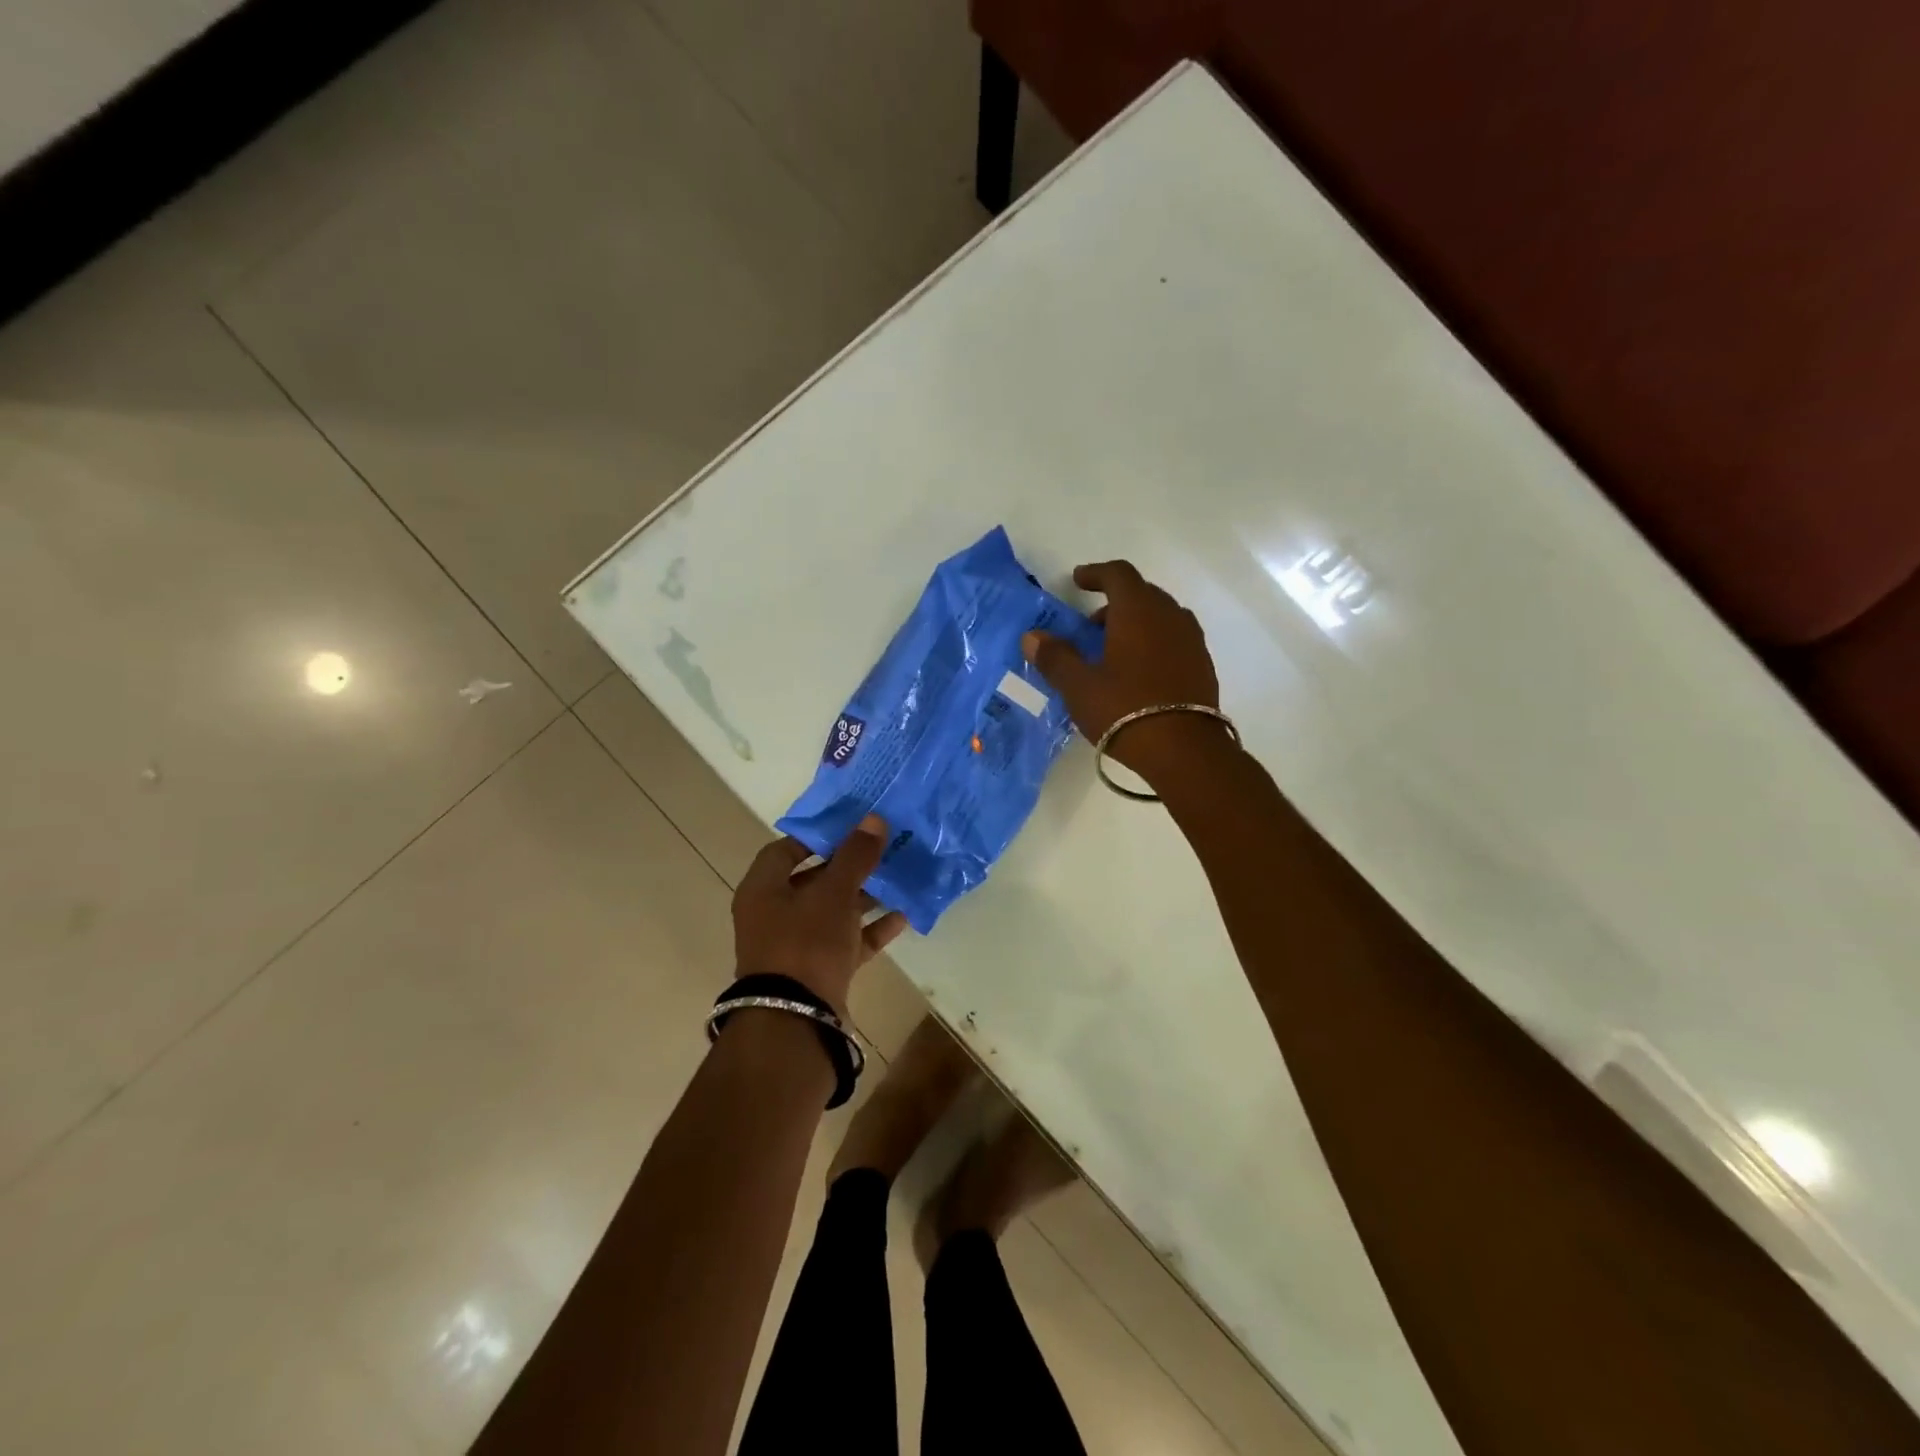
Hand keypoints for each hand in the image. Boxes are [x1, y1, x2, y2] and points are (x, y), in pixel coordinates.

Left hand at [732, 815, 907, 1012]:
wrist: (796, 1021)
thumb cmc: (805, 943)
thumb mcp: (833, 893)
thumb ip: (855, 856)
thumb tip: (874, 819)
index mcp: (762, 890)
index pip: (784, 850)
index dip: (816, 837)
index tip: (849, 828)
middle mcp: (773, 915)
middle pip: (812, 881)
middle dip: (848, 867)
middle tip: (881, 850)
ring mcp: (795, 946)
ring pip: (832, 912)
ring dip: (864, 897)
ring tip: (897, 879)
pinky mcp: (818, 972)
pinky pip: (847, 942)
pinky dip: (871, 930)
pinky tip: (902, 916)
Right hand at [1022, 560, 1226, 783]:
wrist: (1185, 751)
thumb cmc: (1125, 710)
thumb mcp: (1080, 687)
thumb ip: (1056, 657)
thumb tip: (1032, 636)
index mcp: (1138, 611)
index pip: (1118, 574)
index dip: (1096, 573)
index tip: (1078, 581)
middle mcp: (1169, 616)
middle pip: (1141, 593)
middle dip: (1114, 602)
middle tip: (1090, 626)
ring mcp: (1191, 640)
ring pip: (1161, 616)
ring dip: (1136, 623)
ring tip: (1113, 650)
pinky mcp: (1203, 665)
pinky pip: (1174, 639)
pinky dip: (1154, 642)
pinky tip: (1139, 673)